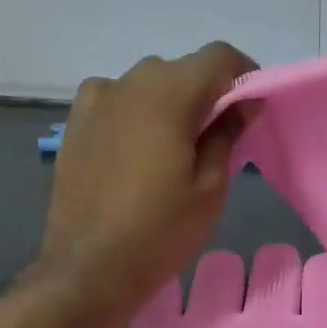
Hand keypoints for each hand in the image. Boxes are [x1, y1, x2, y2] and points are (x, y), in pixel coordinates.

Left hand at [36, 43, 255, 327]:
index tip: (252, 105)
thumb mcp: (210, 189)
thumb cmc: (160, 234)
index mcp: (167, 93)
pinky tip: (138, 157)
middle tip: (217, 138)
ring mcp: (94, 102)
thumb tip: (242, 103)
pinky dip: (137, 118)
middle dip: (204, 94)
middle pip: (179, 70)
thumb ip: (227, 135)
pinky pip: (117, 105)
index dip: (243, 74)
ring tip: (175, 152)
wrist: (88, 270)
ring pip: (145, 87)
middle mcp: (127, 83)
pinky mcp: (75, 125)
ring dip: (168, 106)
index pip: (217, 57)